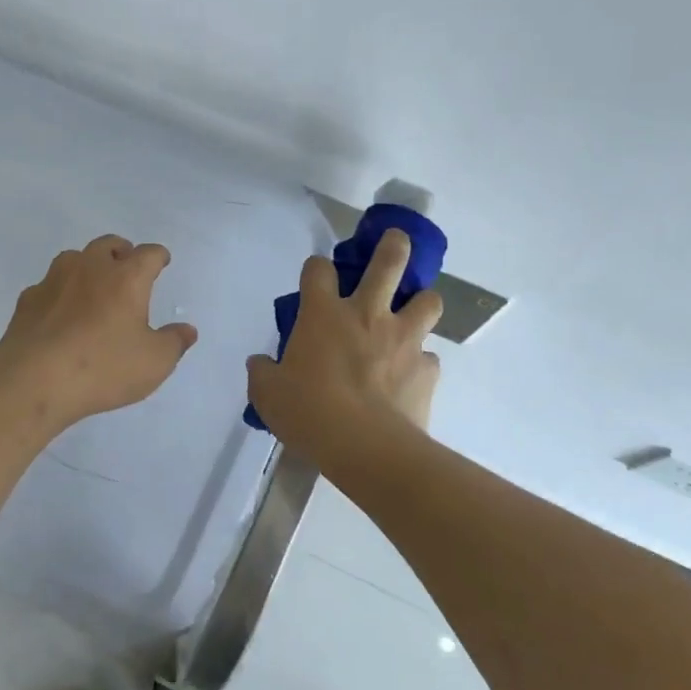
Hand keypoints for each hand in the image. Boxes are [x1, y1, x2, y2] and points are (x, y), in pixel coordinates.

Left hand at [0, 235, 198, 430]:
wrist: (35, 379)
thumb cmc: (103, 367)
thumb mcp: (154, 363)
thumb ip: (174, 343)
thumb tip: (187, 330)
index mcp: (126, 278)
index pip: (148, 254)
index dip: (158, 256)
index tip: (162, 260)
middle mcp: (90, 268)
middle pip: (108, 245)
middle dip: (121, 251)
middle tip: (127, 265)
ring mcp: (54, 280)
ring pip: (74, 258)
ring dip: (87, 265)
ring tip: (93, 285)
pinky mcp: (28, 300)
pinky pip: (48, 285)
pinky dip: (59, 292)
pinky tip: (59, 311)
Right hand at [245, 229, 441, 459]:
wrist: (365, 448)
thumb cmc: (308, 412)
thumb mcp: (267, 394)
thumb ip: (262, 372)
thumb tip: (260, 364)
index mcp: (323, 315)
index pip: (318, 269)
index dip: (316, 267)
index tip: (316, 276)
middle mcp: (367, 315)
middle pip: (389, 262)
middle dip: (394, 246)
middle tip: (396, 241)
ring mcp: (403, 340)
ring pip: (428, 301)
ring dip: (422, 302)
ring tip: (414, 313)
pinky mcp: (428, 370)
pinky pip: (430, 358)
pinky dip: (420, 363)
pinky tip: (410, 378)